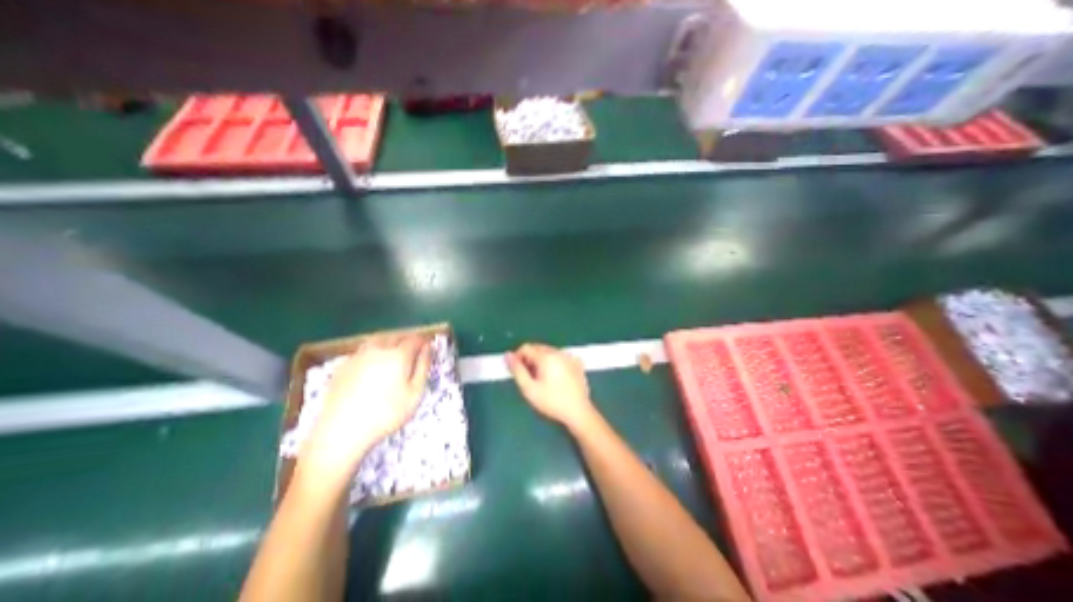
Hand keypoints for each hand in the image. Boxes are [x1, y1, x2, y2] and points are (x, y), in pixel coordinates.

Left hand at [297, 337, 430, 482]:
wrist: (341, 432)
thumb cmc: (386, 413)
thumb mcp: (415, 393)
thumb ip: (423, 367)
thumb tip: (427, 348)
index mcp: (398, 354)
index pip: (414, 339)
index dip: (423, 341)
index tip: (428, 347)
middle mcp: (377, 349)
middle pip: (395, 336)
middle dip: (406, 340)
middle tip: (413, 351)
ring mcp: (358, 356)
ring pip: (377, 340)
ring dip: (389, 342)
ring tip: (393, 355)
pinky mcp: (342, 366)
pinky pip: (363, 351)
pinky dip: (372, 352)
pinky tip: (372, 367)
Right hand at [508, 340, 598, 429]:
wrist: (578, 412)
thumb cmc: (552, 402)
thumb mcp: (529, 389)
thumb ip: (517, 370)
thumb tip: (508, 355)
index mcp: (546, 356)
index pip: (526, 347)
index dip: (518, 358)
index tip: (517, 372)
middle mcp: (558, 352)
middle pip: (537, 348)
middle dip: (530, 359)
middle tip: (529, 378)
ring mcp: (569, 356)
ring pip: (549, 352)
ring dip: (541, 360)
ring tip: (542, 379)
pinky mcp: (577, 362)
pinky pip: (560, 357)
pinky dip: (554, 363)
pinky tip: (556, 378)